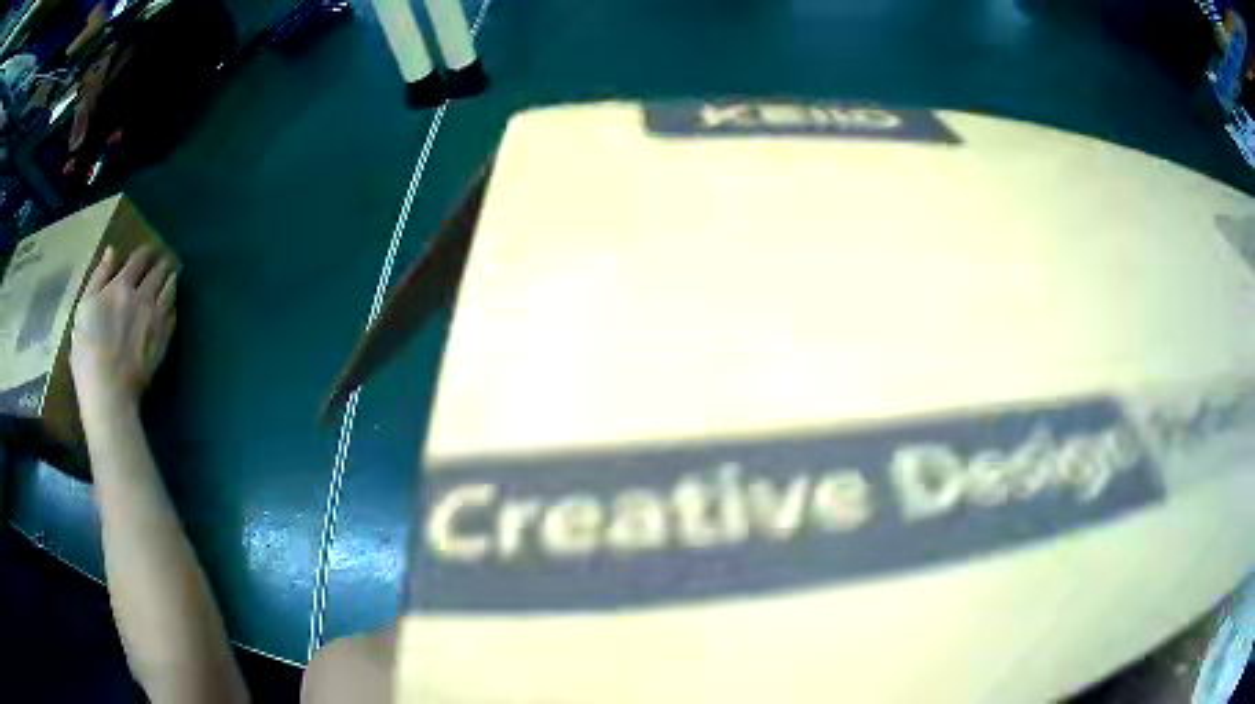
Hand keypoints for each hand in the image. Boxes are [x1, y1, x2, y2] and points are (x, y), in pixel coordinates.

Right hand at [71, 246, 177, 405]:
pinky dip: (173, 306)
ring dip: (171, 280)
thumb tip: (112, 251)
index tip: (149, 250)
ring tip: (172, 276)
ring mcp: (156, 319)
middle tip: (166, 259)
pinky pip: (173, 316)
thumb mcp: (84, 308)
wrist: (108, 391)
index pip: (139, 258)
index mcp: (122, 285)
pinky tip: (171, 306)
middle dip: (163, 262)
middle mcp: (142, 297)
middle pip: (159, 271)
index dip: (146, 252)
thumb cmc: (87, 350)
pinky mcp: (163, 341)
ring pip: (170, 290)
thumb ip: (98, 277)